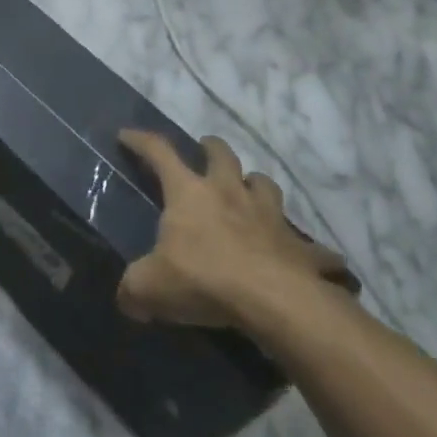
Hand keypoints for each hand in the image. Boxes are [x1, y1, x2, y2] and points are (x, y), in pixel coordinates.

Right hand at [116, 130, 354, 332]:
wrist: (274, 301)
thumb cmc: (204, 279)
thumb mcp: (150, 287)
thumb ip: (133, 290)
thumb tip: (127, 301)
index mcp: (189, 193)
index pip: (160, 153)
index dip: (141, 141)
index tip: (127, 135)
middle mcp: (229, 193)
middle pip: (222, 155)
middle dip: (212, 148)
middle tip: (206, 150)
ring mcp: (270, 216)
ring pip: (265, 185)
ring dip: (256, 185)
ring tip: (250, 193)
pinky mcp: (301, 247)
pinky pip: (308, 245)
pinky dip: (304, 249)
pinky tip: (303, 258)